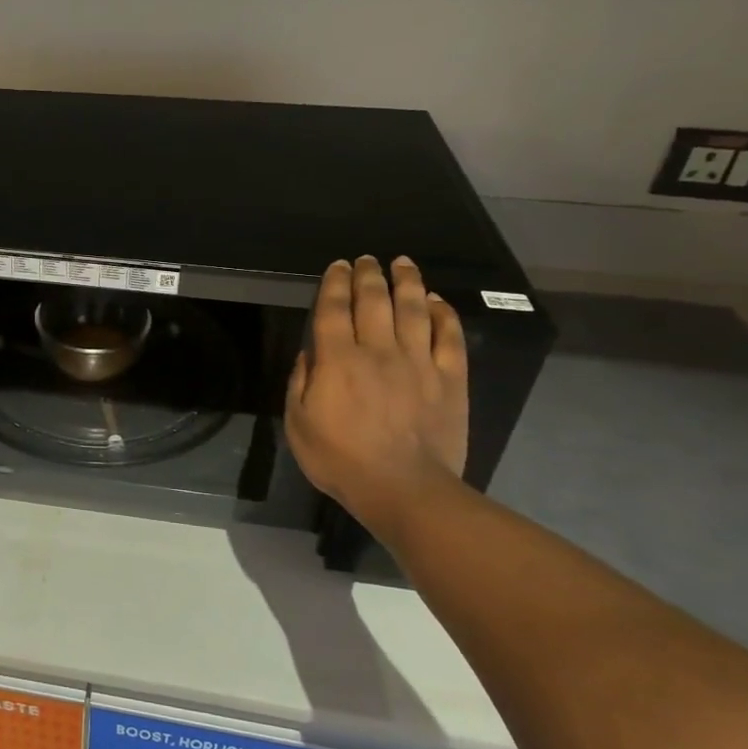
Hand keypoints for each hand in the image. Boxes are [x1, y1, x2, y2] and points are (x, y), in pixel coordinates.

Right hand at [285, 256, 468, 537]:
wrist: (404, 489)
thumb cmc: (341, 460)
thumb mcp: (299, 424)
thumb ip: (301, 382)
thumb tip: (310, 353)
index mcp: (338, 360)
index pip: (334, 309)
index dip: (335, 284)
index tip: (338, 266)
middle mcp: (378, 351)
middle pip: (374, 301)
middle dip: (369, 275)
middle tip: (367, 259)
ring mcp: (418, 362)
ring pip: (414, 309)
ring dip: (407, 282)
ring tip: (403, 264)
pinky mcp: (449, 379)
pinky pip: (449, 337)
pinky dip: (444, 314)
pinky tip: (437, 301)